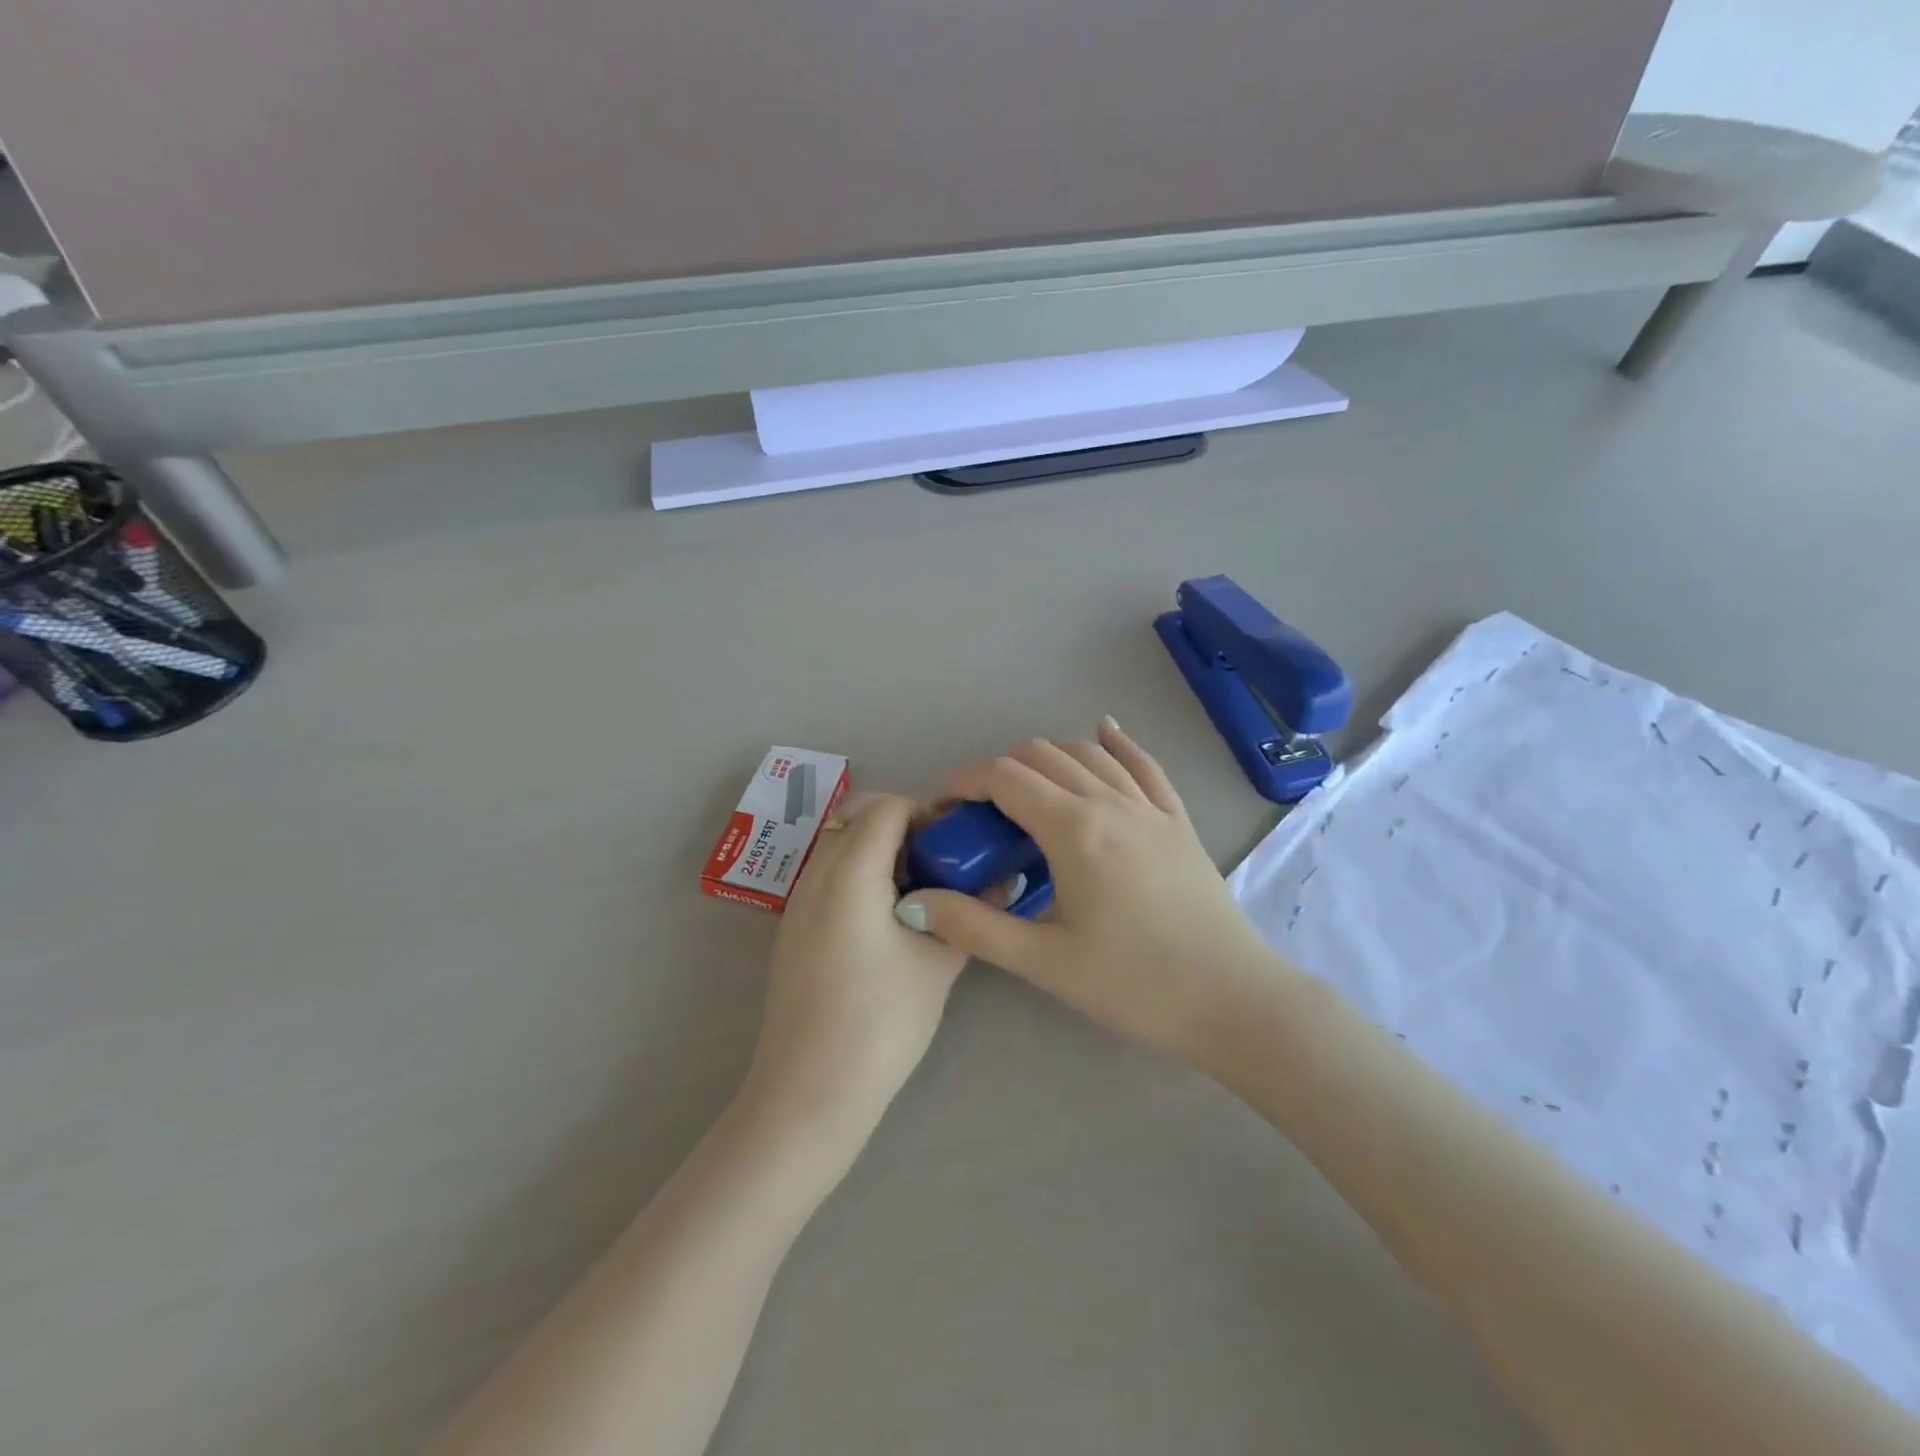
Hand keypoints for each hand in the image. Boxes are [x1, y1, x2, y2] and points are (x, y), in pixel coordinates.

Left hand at [742, 793, 966, 1143]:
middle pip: (857, 817)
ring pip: (839, 845)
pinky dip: (858, 875)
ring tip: (919, 890)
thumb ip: (971, 912)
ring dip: (878, 850)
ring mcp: (797, 903)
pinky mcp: (792, 931)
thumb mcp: (938, 962)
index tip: (956, 844)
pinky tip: (887, 920)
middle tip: (941, 862)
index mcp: (850, 872)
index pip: (886, 807)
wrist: (809, 1090)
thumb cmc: (881, 1020)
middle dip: (901, 826)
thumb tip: (1006, 880)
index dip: (925, 813)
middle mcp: (816, 875)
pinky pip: (827, 876)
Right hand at [894, 720, 1283, 1071]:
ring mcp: (1150, 807)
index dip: (965, 782)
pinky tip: (1105, 732)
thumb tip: (912, 903)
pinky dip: (1117, 744)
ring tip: (1026, 790)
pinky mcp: (1178, 820)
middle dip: (1000, 771)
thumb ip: (973, 927)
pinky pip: (1144, 764)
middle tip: (981, 814)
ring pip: (1088, 753)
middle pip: (1042, 756)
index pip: (1005, 778)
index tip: (945, 807)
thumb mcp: (1044, 962)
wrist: (1233, 1000)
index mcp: (1074, 829)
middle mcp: (1110, 801)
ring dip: (1047, 757)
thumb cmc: (1134, 985)